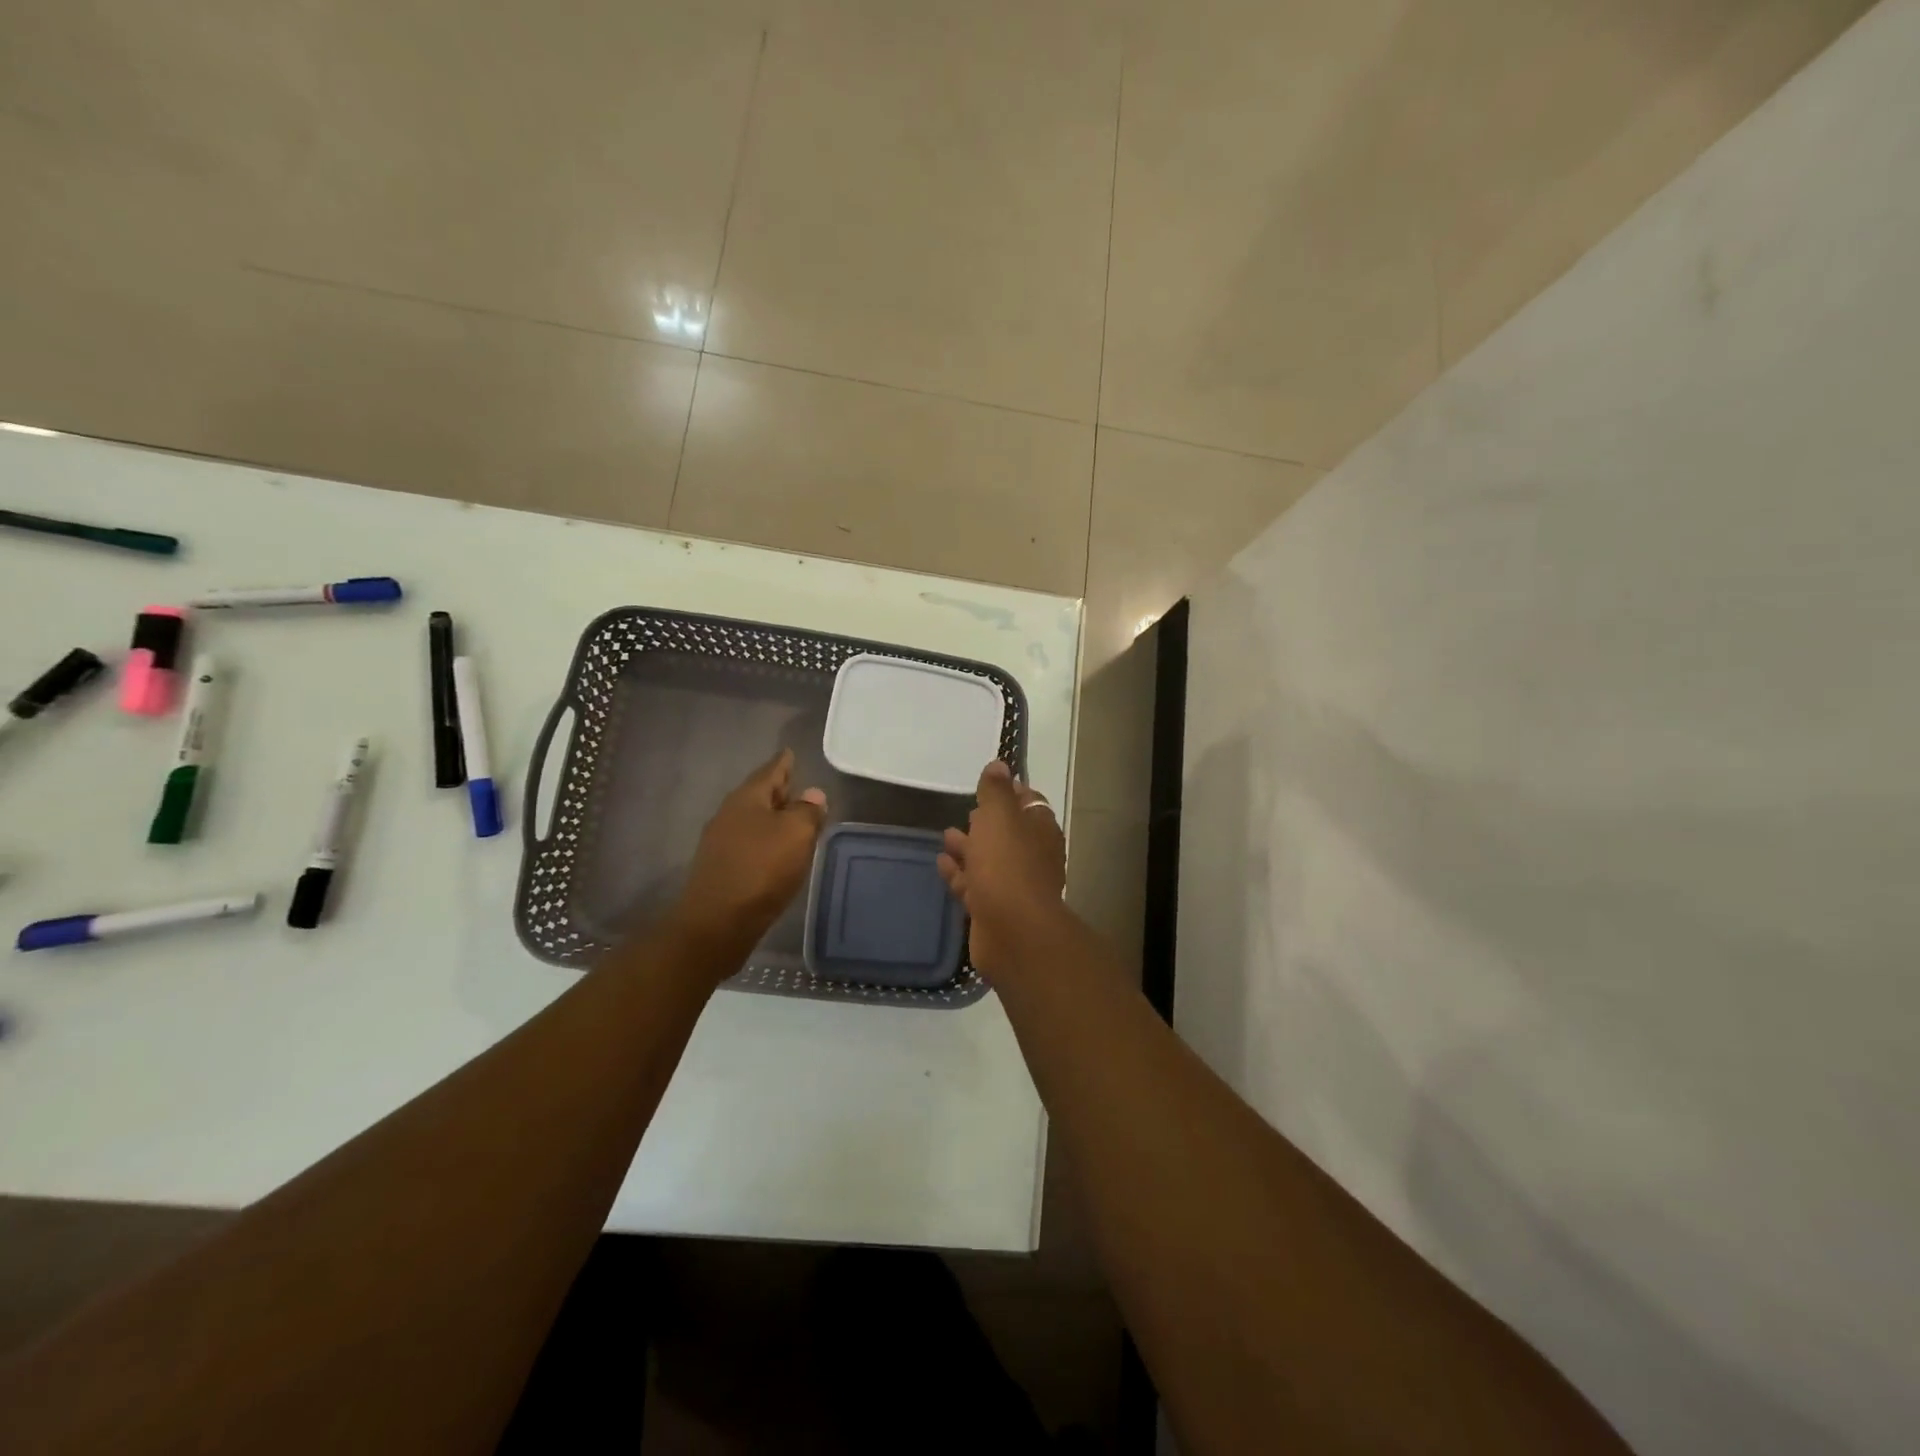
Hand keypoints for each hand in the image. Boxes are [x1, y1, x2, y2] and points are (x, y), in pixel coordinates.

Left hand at [667, 749, 826, 963]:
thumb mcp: (796, 834)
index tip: (789, 752)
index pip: (770, 771)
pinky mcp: (721, 868)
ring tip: (793, 820)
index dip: (783, 763)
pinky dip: (765, 840)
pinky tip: (776, 852)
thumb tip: (812, 795)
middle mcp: (729, 814)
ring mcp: (721, 842)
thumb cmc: (761, 869)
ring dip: (772, 818)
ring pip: (753, 820)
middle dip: (779, 790)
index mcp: (747, 799)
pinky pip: (748, 843)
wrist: (717, 923)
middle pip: (759, 795)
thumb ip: (808, 811)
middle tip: (797, 785)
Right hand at [937, 760, 1065, 976]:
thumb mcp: (1000, 817)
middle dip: (987, 822)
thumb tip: (999, 764)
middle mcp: (1031, 857)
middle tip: (967, 810)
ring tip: (946, 835)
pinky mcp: (994, 910)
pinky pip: (974, 885)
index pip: (1030, 803)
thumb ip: (996, 791)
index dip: (1011, 792)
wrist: (1013, 931)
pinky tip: (941, 863)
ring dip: (969, 847)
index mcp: (1040, 830)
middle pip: (1008, 833)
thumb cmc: (1007, 864)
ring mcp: (1014, 886)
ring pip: (989, 860)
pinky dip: (959, 873)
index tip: (989, 785)